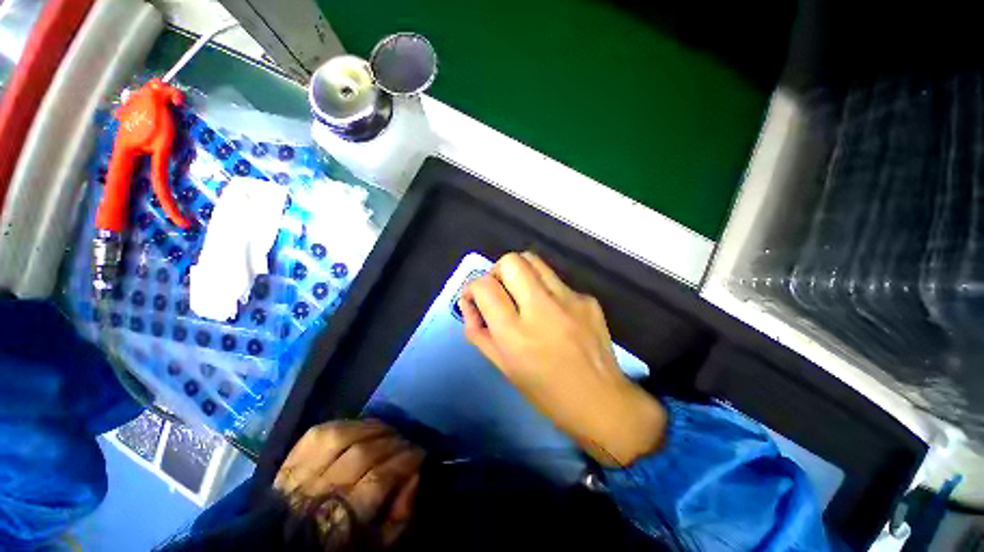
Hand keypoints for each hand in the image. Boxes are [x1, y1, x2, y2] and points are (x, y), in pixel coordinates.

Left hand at [275, 420, 423, 546]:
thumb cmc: (340, 544)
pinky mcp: (293, 457)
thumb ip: (400, 515)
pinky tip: (363, 427)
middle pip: (364, 454)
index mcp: (340, 520)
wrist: (288, 542)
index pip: (379, 479)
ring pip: (343, 437)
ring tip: (389, 431)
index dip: (405, 460)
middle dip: (394, 443)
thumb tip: (415, 475)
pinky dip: (348, 424)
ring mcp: (302, 472)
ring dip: (373, 428)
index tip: (421, 453)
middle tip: (407, 443)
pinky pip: (323, 431)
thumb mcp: (377, 545)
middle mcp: (319, 493)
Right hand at [459, 252, 666, 466]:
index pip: (485, 286)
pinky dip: (546, 290)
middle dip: (497, 271)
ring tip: (524, 295)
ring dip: (520, 273)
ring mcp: (569, 300)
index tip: (477, 298)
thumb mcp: (503, 367)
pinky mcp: (588, 299)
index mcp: (515, 334)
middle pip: (511, 261)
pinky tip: (555, 314)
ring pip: (534, 260)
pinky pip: (557, 281)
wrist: (601, 402)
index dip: (473, 287)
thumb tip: (468, 302)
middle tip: (501, 291)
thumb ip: (478, 331)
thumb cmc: (545, 392)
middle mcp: (542, 309)